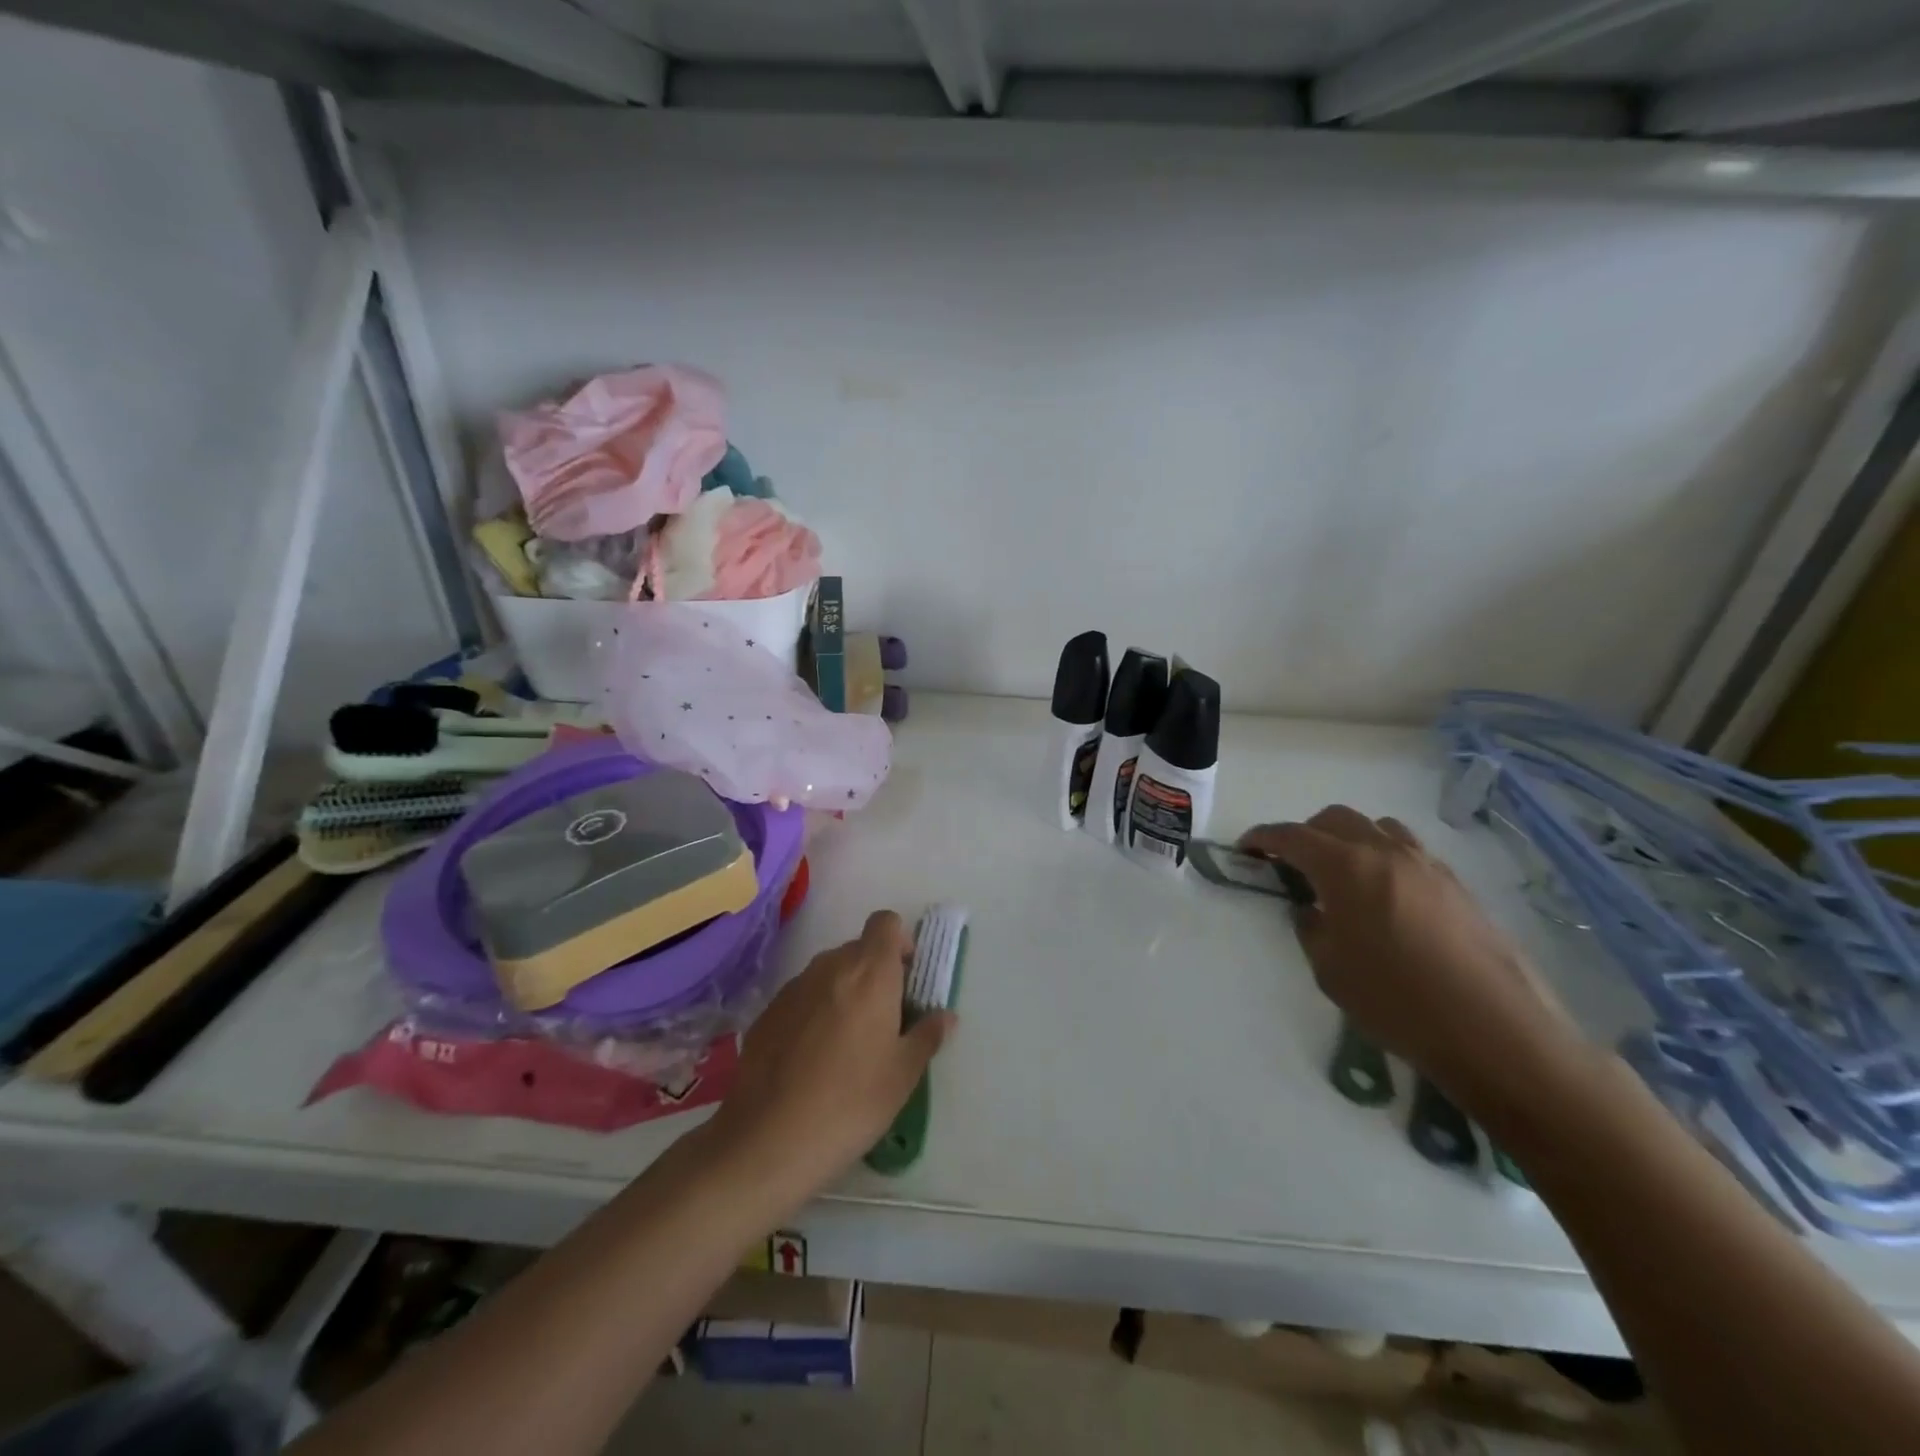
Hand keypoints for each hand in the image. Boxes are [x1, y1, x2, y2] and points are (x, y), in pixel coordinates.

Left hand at [705, 911, 955, 1206]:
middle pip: (858, 949)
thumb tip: (945, 1016)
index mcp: (870, 972)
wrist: (769, 1139)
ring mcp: (794, 987)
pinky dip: (814, 1012)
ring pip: (828, 973)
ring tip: (847, 1043)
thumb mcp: (903, 1074)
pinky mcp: (767, 1012)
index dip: (899, 943)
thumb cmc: (852, 1101)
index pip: (885, 923)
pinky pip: (802, 997)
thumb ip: (927, 1036)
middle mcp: (830, 967)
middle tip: (884, 1020)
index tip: (906, 980)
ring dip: (843, 992)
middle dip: (874, 973)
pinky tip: (812, 1058)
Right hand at [1240, 807, 1580, 1109]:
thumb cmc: (1397, 1001)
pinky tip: (1384, 896)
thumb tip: (1312, 910)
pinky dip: (1384, 857)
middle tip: (1290, 863)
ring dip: (1349, 839)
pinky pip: (1409, 851)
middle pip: (1335, 819)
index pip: (1292, 836)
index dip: (1263, 838)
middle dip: (1305, 833)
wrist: (1496, 1032)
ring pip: (1377, 828)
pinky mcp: (1457, 885)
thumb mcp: (1330, 969)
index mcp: (1346, 866)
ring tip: (1341, 873)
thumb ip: (1311, 927)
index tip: (1245, 849)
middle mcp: (1386, 852)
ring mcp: (1427, 865)